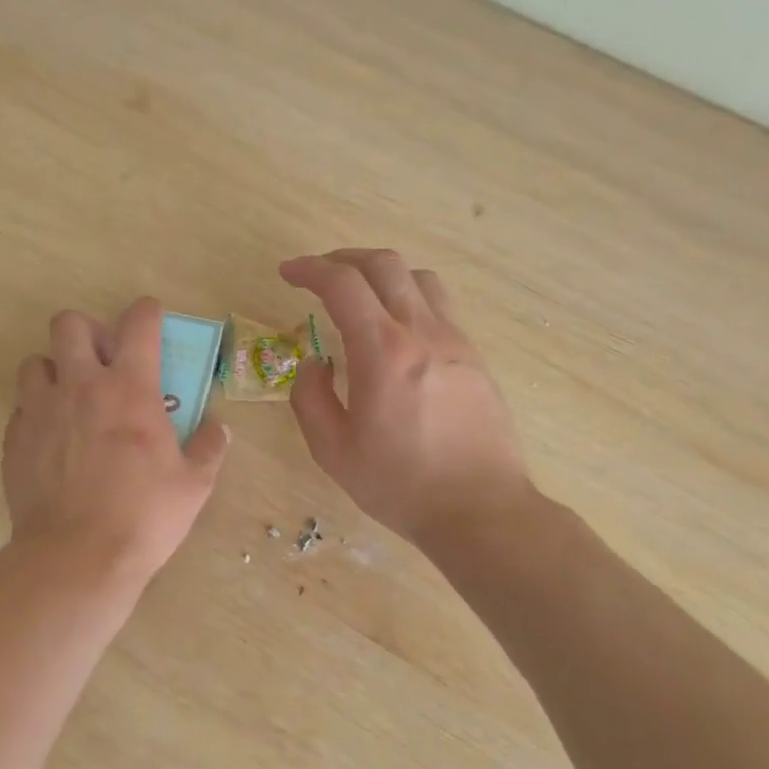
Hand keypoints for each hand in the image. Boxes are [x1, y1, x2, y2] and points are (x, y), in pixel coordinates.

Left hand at [5, 297, 229, 585]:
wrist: (77, 557)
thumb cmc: (144, 516)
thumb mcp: (194, 484)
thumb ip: (208, 447)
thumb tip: (217, 428)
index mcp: (129, 388)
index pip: (137, 323)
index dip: (146, 311)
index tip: (151, 317)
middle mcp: (80, 386)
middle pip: (69, 324)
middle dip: (89, 331)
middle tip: (104, 361)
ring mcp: (41, 411)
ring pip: (35, 361)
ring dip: (55, 369)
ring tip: (72, 397)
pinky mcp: (15, 440)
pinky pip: (22, 407)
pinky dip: (38, 411)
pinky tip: (53, 438)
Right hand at [281, 249, 530, 544]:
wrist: (480, 510)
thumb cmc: (400, 484)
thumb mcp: (333, 450)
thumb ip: (311, 397)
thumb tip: (316, 362)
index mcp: (383, 351)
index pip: (343, 284)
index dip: (310, 269)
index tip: (288, 272)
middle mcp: (422, 332)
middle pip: (385, 265)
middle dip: (344, 258)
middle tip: (319, 275)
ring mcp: (455, 341)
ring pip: (419, 278)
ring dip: (382, 274)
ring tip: (361, 295)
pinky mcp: (474, 358)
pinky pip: (440, 307)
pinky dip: (409, 298)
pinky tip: (397, 331)